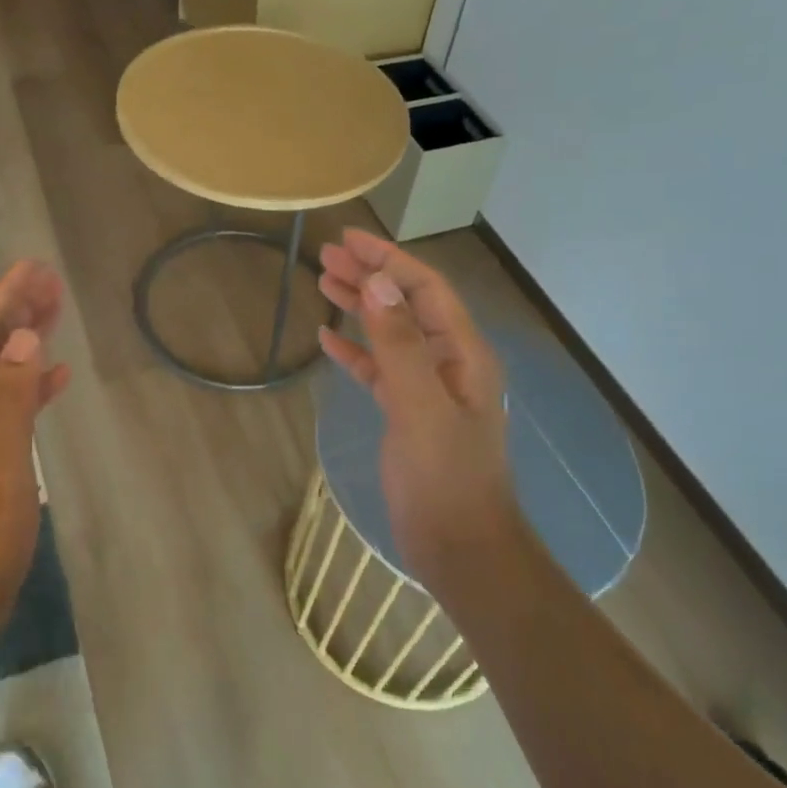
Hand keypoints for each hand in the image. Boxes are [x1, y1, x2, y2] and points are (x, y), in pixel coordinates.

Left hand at [0, 261, 70, 663]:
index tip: (36, 267)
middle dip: (14, 308)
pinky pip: (5, 404)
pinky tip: (55, 377)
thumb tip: (22, 335)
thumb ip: (9, 400)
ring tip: (57, 313)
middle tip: (52, 280)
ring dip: (23, 340)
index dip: (4, 296)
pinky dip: (29, 383)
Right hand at [318, 230, 521, 593]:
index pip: (425, 289)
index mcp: (463, 353)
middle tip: (326, 255)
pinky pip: (379, 369)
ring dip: (360, 305)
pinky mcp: (407, 412)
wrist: (460, 548)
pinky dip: (355, 350)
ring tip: (323, 281)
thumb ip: (401, 345)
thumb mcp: (421, 407)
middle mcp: (448, 362)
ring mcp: (428, 388)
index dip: (389, 260)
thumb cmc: (445, 478)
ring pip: (390, 333)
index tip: (349, 239)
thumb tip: (380, 282)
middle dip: (370, 275)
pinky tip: (328, 339)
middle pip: (406, 304)